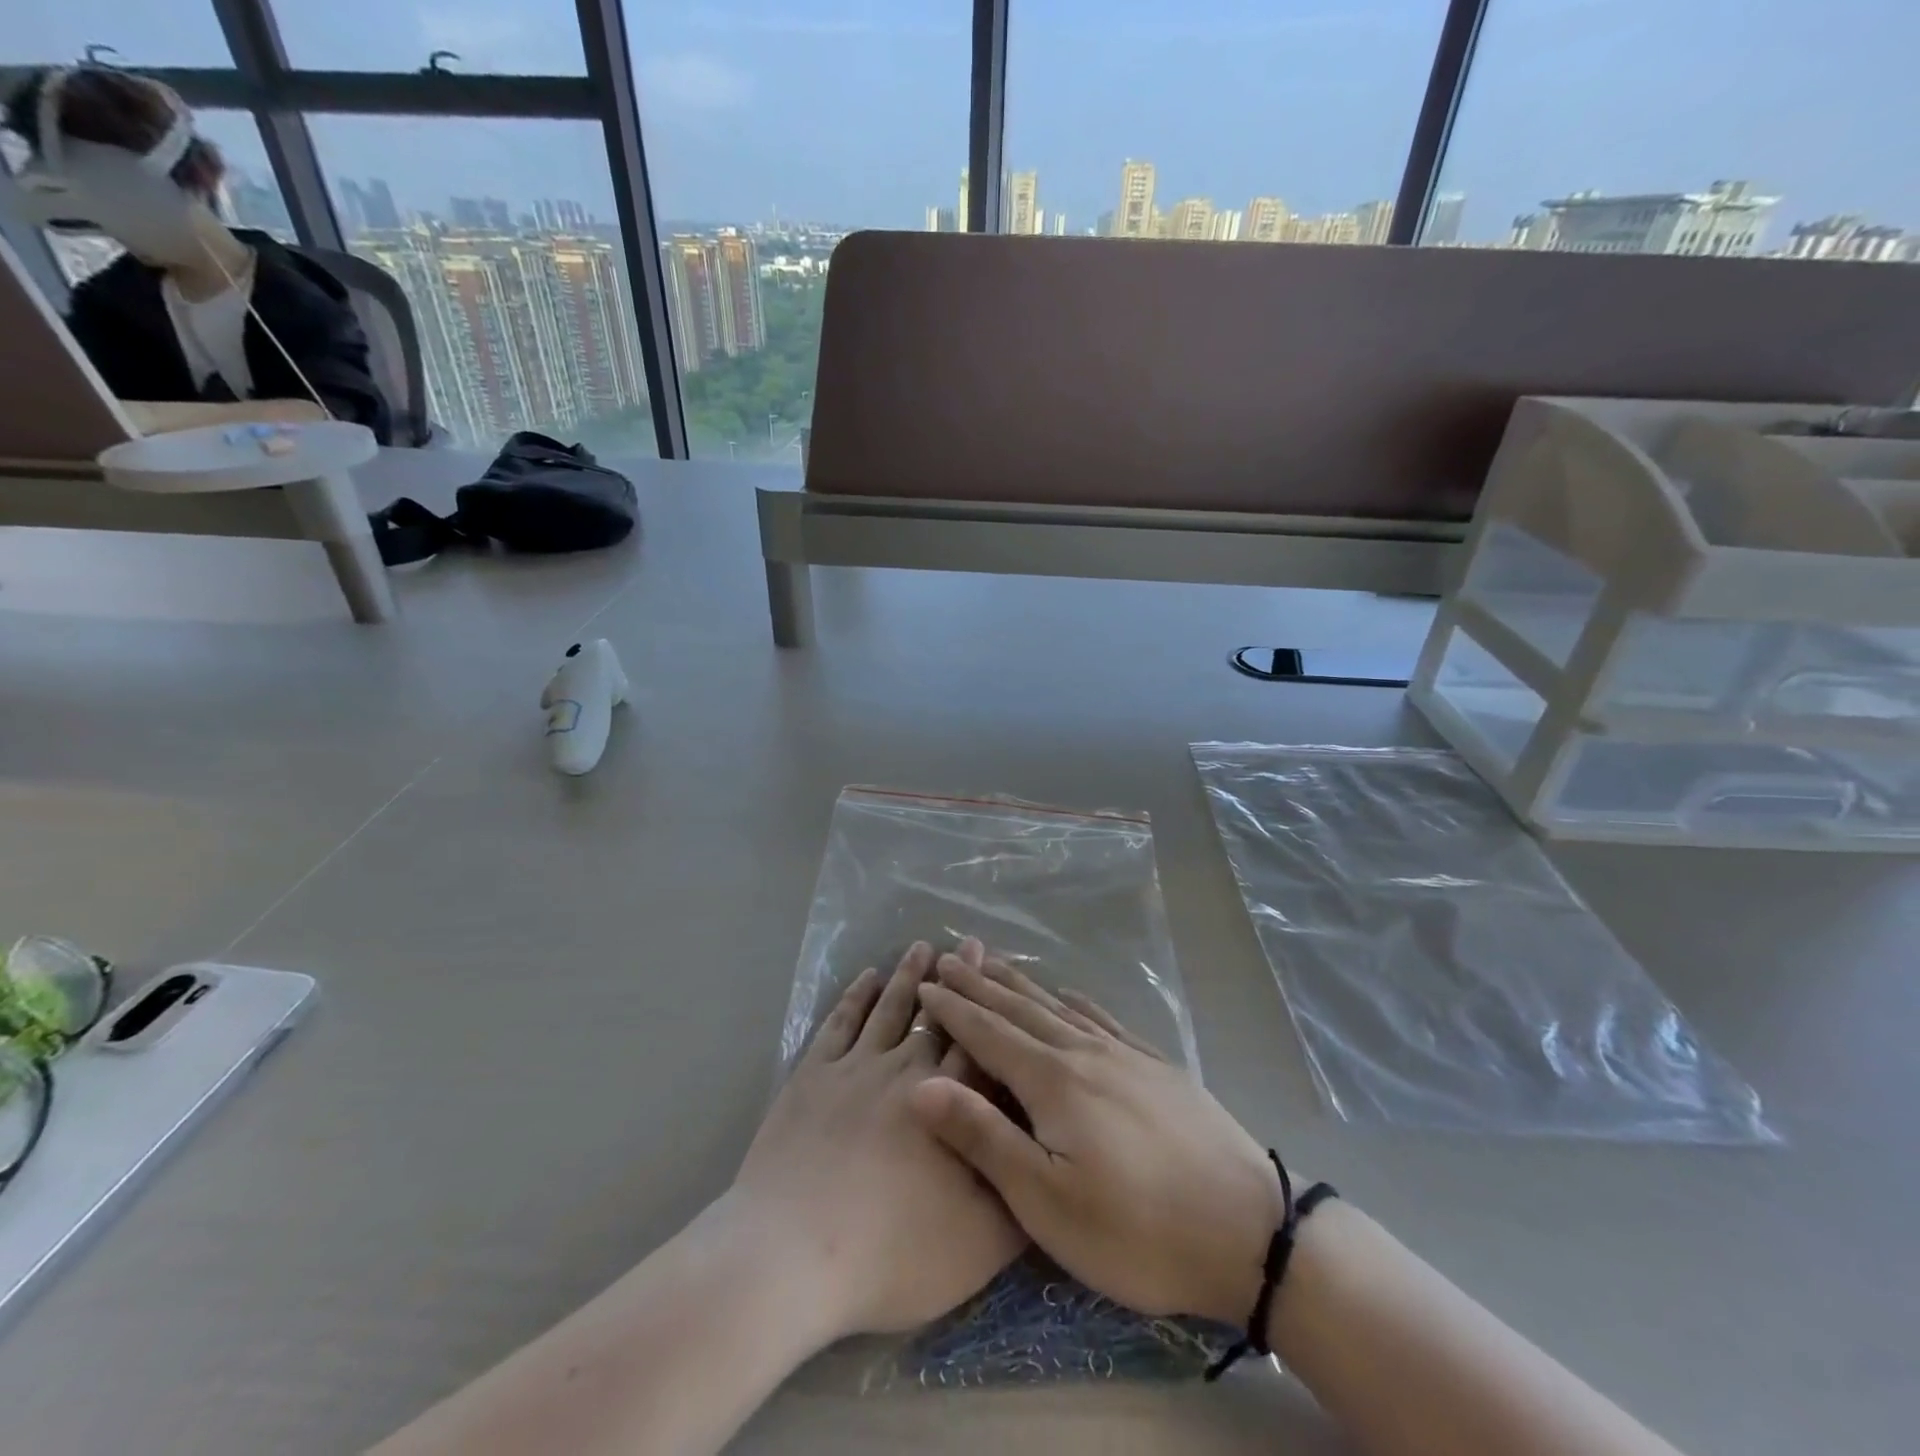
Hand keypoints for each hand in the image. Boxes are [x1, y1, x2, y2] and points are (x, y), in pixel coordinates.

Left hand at [728, 940, 1023, 1340]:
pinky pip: (840, 1022)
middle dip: (953, 980)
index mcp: (947, 1103)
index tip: (995, 971)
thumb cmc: (890, 1255)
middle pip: (936, 1016)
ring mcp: (853, 1067)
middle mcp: (903, 1070)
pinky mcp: (811, 1075)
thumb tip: (1046, 1159)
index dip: (989, 1008)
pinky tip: (865, 979)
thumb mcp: (977, 1245)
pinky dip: (855, 996)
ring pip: (888, 1008)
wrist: (790, 1255)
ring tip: (920, 946)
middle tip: (963, 944)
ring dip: (907, 976)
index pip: (977, 1045)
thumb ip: (1017, 1197)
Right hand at [912, 957, 1284, 1327]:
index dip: (954, 1009)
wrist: (1249, 1230)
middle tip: (951, 958)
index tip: (926, 983)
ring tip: (996, 963)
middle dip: (981, 984)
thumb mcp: (1047, 1201)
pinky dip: (1077, 1000)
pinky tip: (1070, 993)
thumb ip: (984, 1136)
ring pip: (1060, 1007)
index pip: (988, 1032)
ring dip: (1022, 984)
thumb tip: (921, 1084)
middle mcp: (1084, 1052)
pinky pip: (1104, 1018)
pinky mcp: (1157, 1066)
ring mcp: (1125, 1055)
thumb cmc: (1136, 1230)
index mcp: (1052, 1081)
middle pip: (1021, 1009)